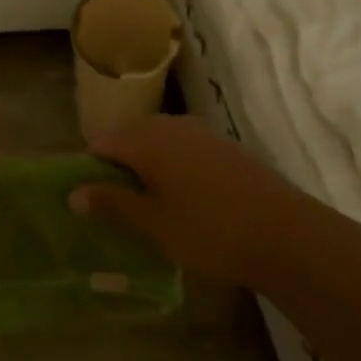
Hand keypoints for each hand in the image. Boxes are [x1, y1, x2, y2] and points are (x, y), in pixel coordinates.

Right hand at [71, 115, 301, 287]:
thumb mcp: (153, 223)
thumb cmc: (209, 231)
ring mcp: (202, 133)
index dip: (90, 170)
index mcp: (147, 139)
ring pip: (158, 142)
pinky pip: (184, 149)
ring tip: (149, 206)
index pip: (101, 143)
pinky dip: (173, 167)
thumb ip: (112, 203)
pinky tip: (184, 199)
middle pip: (129, 138)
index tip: (90, 202)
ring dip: (146, 167)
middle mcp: (171, 125)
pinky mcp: (225, 147)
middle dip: (118, 167)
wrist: (287, 236)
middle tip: (117, 207)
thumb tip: (73, 192)